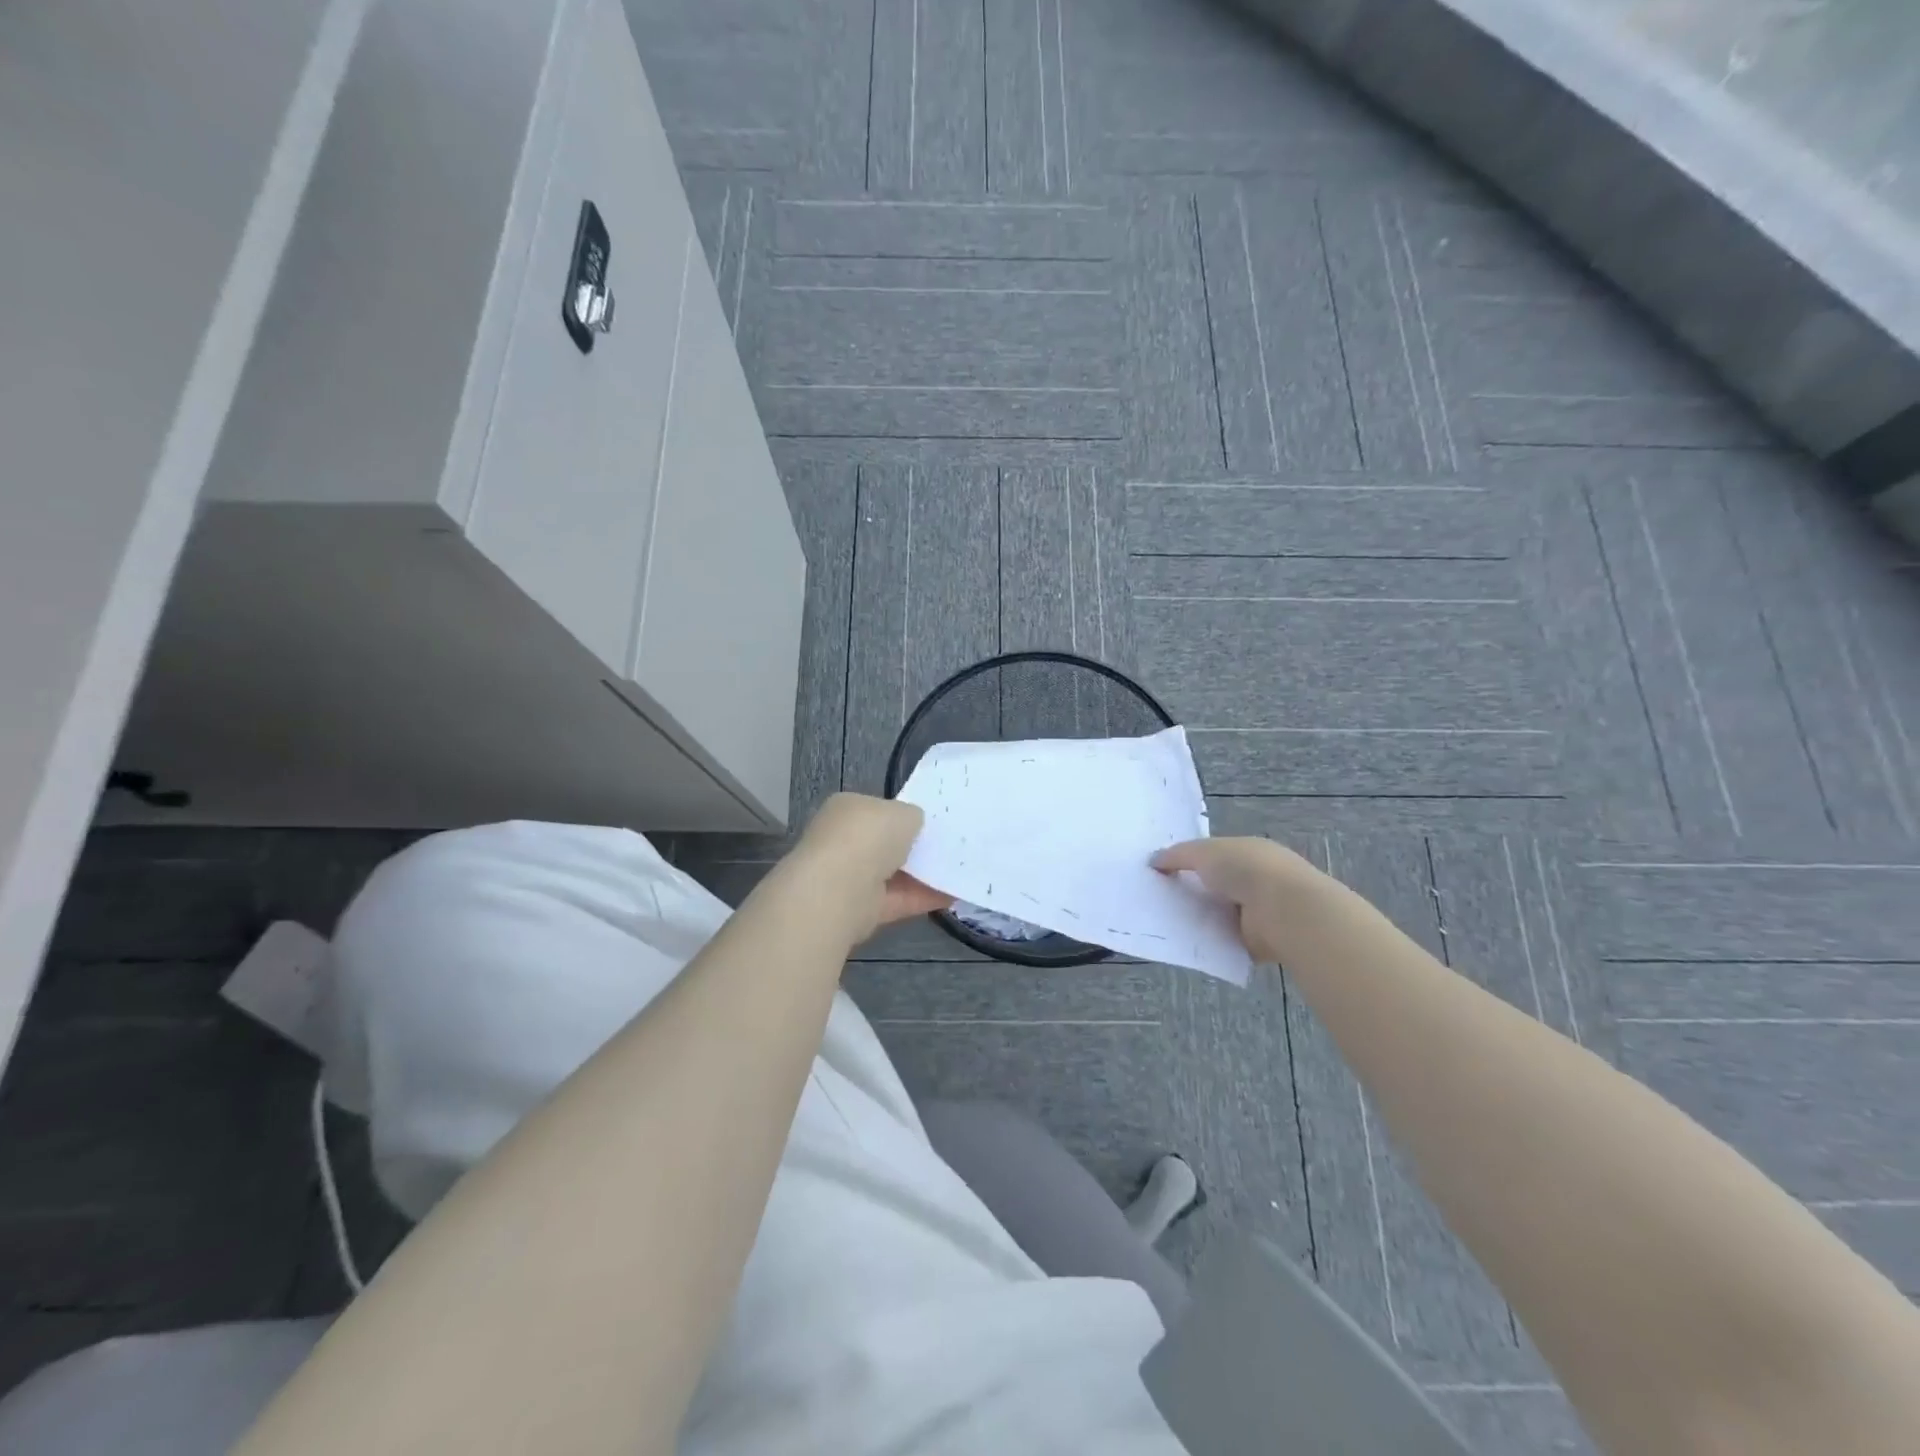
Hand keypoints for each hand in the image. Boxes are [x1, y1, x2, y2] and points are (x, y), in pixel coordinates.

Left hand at [790, 793, 951, 939]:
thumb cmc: (869, 836)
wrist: (840, 889)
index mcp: (847, 810)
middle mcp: (844, 842)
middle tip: (950, 847)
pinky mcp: (862, 909)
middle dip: (914, 847)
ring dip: (923, 874)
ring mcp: (850, 877)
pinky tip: (953, 894)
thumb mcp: (903, 812)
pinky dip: (924, 898)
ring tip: (959, 870)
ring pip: (894, 874)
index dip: (904, 816)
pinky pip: (899, 900)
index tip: (932, 824)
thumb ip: (912, 817)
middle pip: (886, 844)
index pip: (878, 810)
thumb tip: (914, 826)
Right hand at [1151, 837, 1319, 962]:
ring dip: (1200, 918)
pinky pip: (1225, 940)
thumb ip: (1177, 855)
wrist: (1284, 910)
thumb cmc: (1245, 869)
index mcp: (1248, 852)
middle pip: (1215, 886)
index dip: (1189, 862)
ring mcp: (1259, 911)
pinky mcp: (1258, 941)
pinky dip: (1210, 942)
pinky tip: (1187, 943)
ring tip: (1165, 922)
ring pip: (1219, 914)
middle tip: (1157, 899)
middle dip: (1191, 891)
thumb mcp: (1204, 851)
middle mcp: (1256, 879)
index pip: (1214, 855)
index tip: (1162, 872)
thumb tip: (1153, 860)